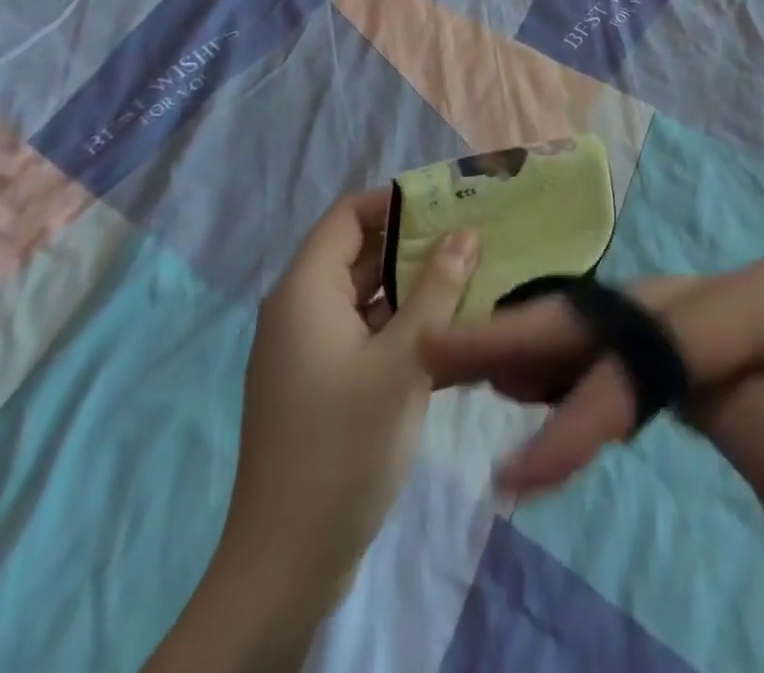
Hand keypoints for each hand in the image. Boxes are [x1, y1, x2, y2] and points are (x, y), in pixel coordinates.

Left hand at [146, 190, 477, 672]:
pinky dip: (406, 322)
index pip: (349, 215)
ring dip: (417, 284)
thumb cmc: (344, 446)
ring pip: (369, 294)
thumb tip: (466, 232)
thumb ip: (437, 290)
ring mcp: (312, 350)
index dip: (396, 200)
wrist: (287, 564)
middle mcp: (302, 311)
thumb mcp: (404, 360)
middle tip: (476, 233)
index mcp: (306, 292)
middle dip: (417, 240)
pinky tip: (454, 329)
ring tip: (476, 273)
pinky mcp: (325, 384)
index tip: (450, 199)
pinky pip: (368, 332)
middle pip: (361, 252)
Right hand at [421, 254, 763, 596]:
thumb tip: (614, 382)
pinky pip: (638, 349)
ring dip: (547, 344)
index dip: (589, 400)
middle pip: (629, 312)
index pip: (663, 342)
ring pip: (623, 323)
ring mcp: (727, 311)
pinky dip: (582, 366)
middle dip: (537, 334)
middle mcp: (744, 285)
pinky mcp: (715, 348)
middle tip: (447, 347)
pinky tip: (533, 375)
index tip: (520, 468)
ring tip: (469, 356)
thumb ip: (708, 398)